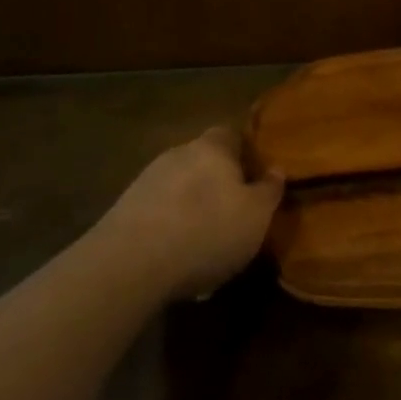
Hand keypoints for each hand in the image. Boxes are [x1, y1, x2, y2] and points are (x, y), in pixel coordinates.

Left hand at [93, 127, 284, 301]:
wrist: (130, 265)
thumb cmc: (208, 230)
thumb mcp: (257, 215)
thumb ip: (269, 190)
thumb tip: (276, 170)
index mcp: (212, 147)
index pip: (231, 135)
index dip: (246, 153)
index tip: (258, 177)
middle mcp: (176, 154)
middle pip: (203, 161)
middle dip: (218, 183)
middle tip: (236, 212)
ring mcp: (145, 181)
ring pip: (179, 188)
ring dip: (193, 207)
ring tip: (207, 242)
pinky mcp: (123, 211)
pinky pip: (158, 213)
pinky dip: (171, 228)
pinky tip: (178, 257)